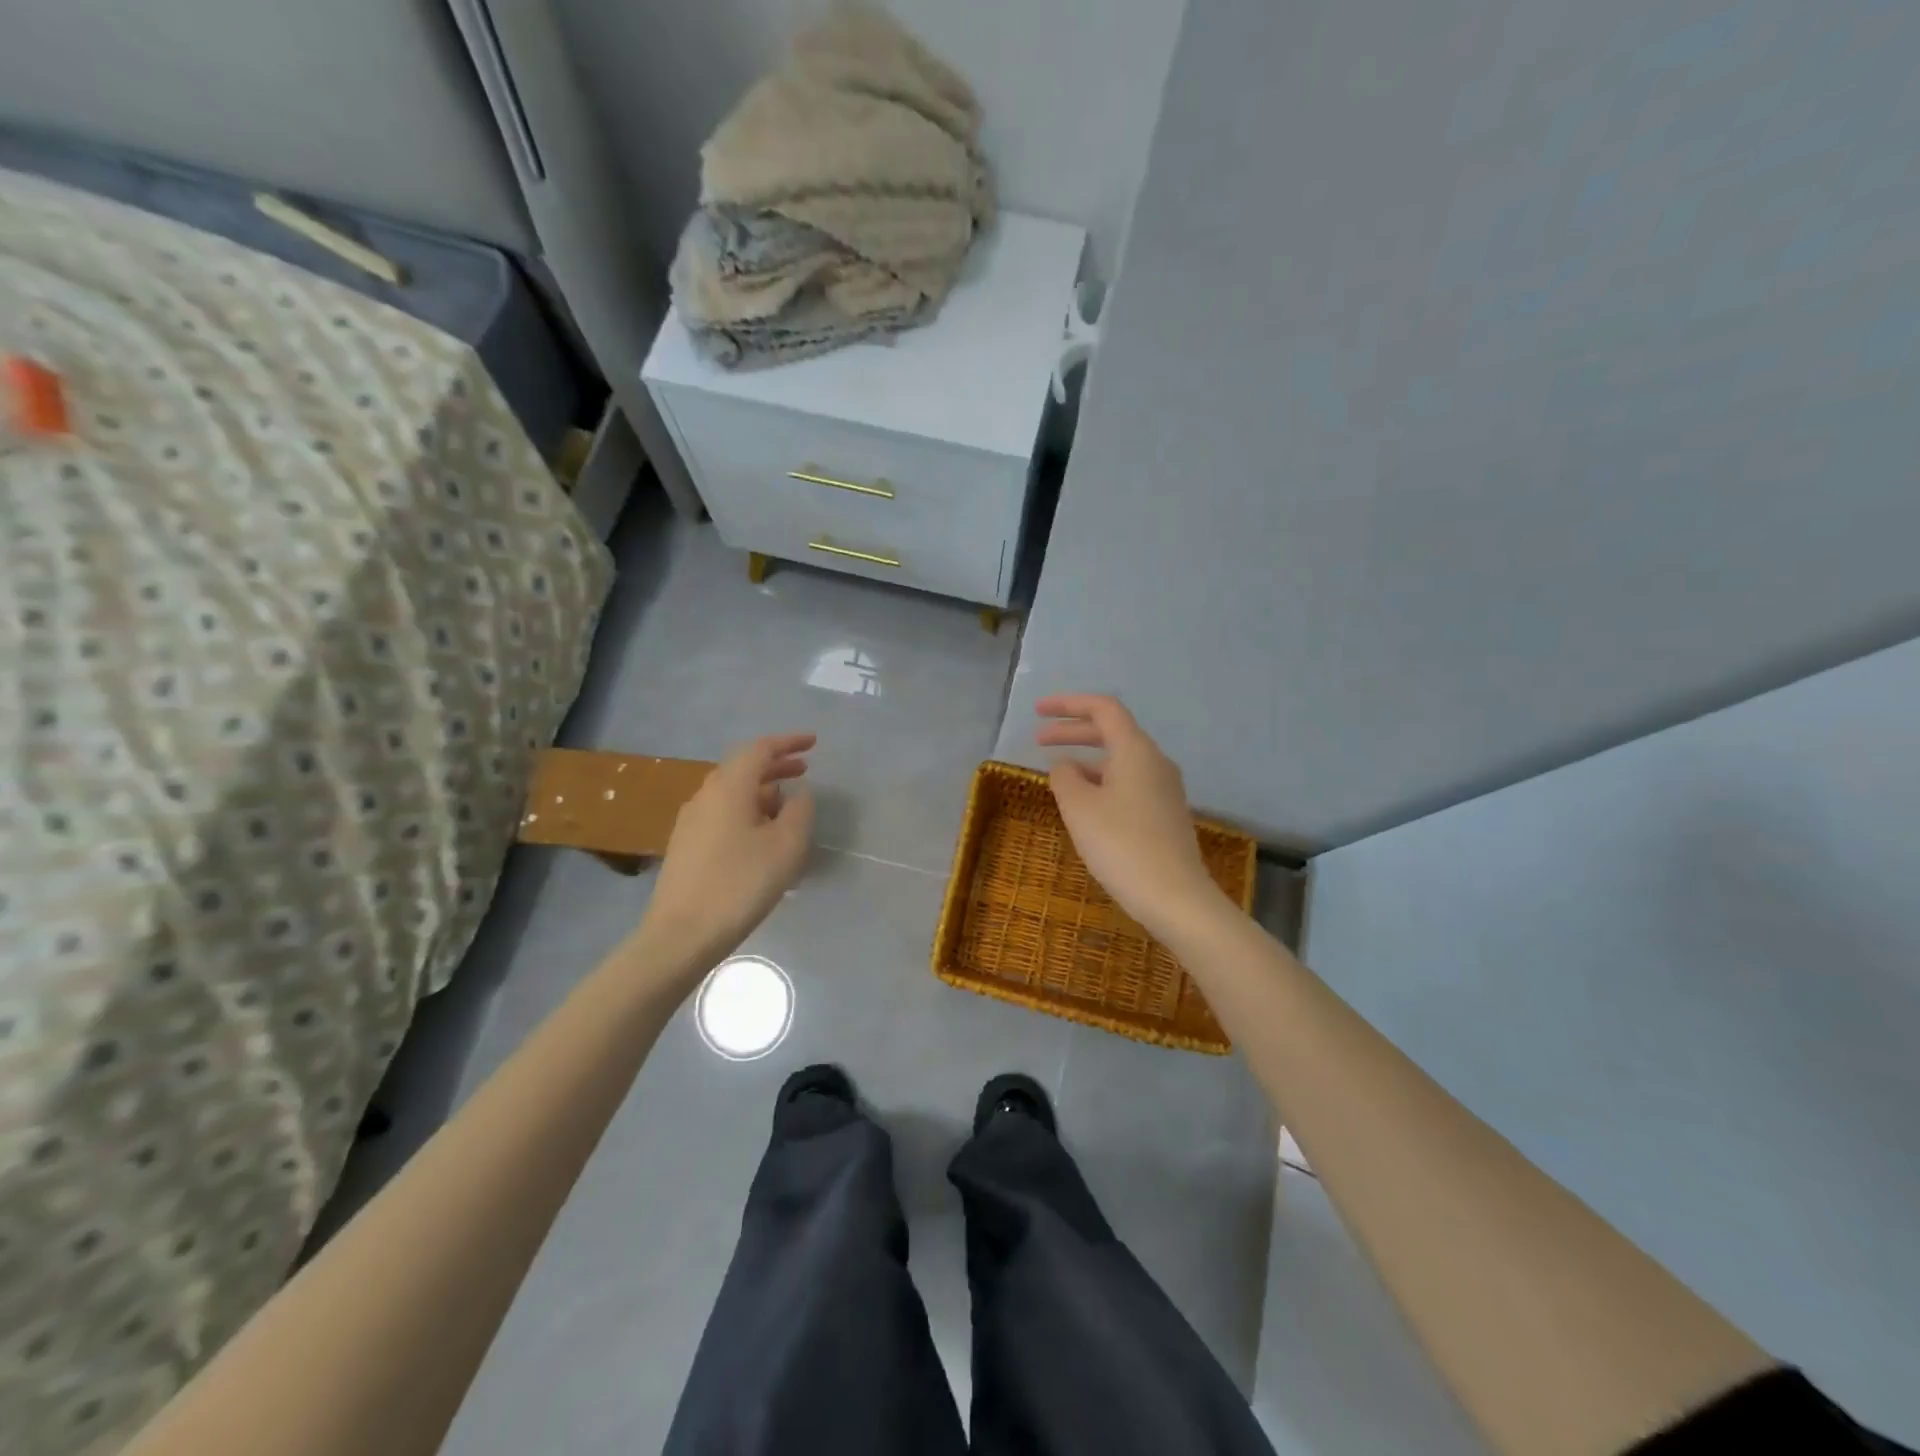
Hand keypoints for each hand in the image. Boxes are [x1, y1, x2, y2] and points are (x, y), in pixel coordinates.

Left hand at [635, 733, 815, 980]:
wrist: (682, 934)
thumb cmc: (740, 884)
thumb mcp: (785, 846)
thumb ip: (799, 811)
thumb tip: (798, 793)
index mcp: (729, 787)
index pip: (759, 750)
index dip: (788, 743)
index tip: (813, 743)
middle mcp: (705, 795)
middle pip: (742, 768)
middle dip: (775, 765)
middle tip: (804, 770)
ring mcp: (691, 821)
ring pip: (732, 792)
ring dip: (762, 791)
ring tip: (787, 806)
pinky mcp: (686, 846)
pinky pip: (722, 813)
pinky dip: (747, 811)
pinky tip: (761, 835)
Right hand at [1036, 695, 1226, 938]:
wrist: (1176, 897)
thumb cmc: (1122, 845)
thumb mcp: (1080, 808)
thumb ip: (1064, 777)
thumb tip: (1065, 765)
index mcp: (1136, 750)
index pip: (1103, 709)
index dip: (1068, 704)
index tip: (1038, 711)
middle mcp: (1155, 762)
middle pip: (1111, 732)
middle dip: (1072, 732)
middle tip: (1038, 741)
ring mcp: (1164, 789)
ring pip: (1119, 761)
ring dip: (1086, 760)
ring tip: (1057, 777)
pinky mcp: (1165, 814)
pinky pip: (1128, 783)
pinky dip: (1101, 782)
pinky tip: (1085, 805)